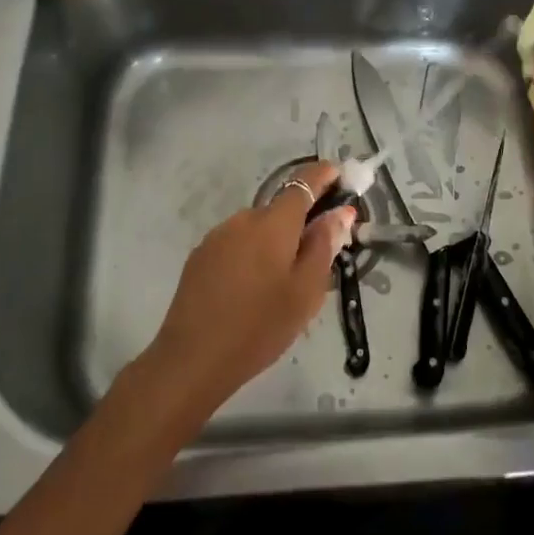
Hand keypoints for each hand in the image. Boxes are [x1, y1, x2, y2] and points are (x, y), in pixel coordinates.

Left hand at [144, 162, 356, 417]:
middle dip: (302, 222)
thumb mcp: (306, 291)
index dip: (324, 175)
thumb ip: (325, 245)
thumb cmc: (260, 326)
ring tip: (282, 283)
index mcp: (274, 222)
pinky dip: (252, 255)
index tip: (342, 178)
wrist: (192, 359)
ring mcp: (218, 236)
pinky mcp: (201, 256)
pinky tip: (252, 290)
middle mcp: (244, 218)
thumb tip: (341, 211)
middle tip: (318, 257)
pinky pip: (237, 243)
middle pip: (281, 209)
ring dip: (275, 242)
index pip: (304, 181)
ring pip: (258, 228)